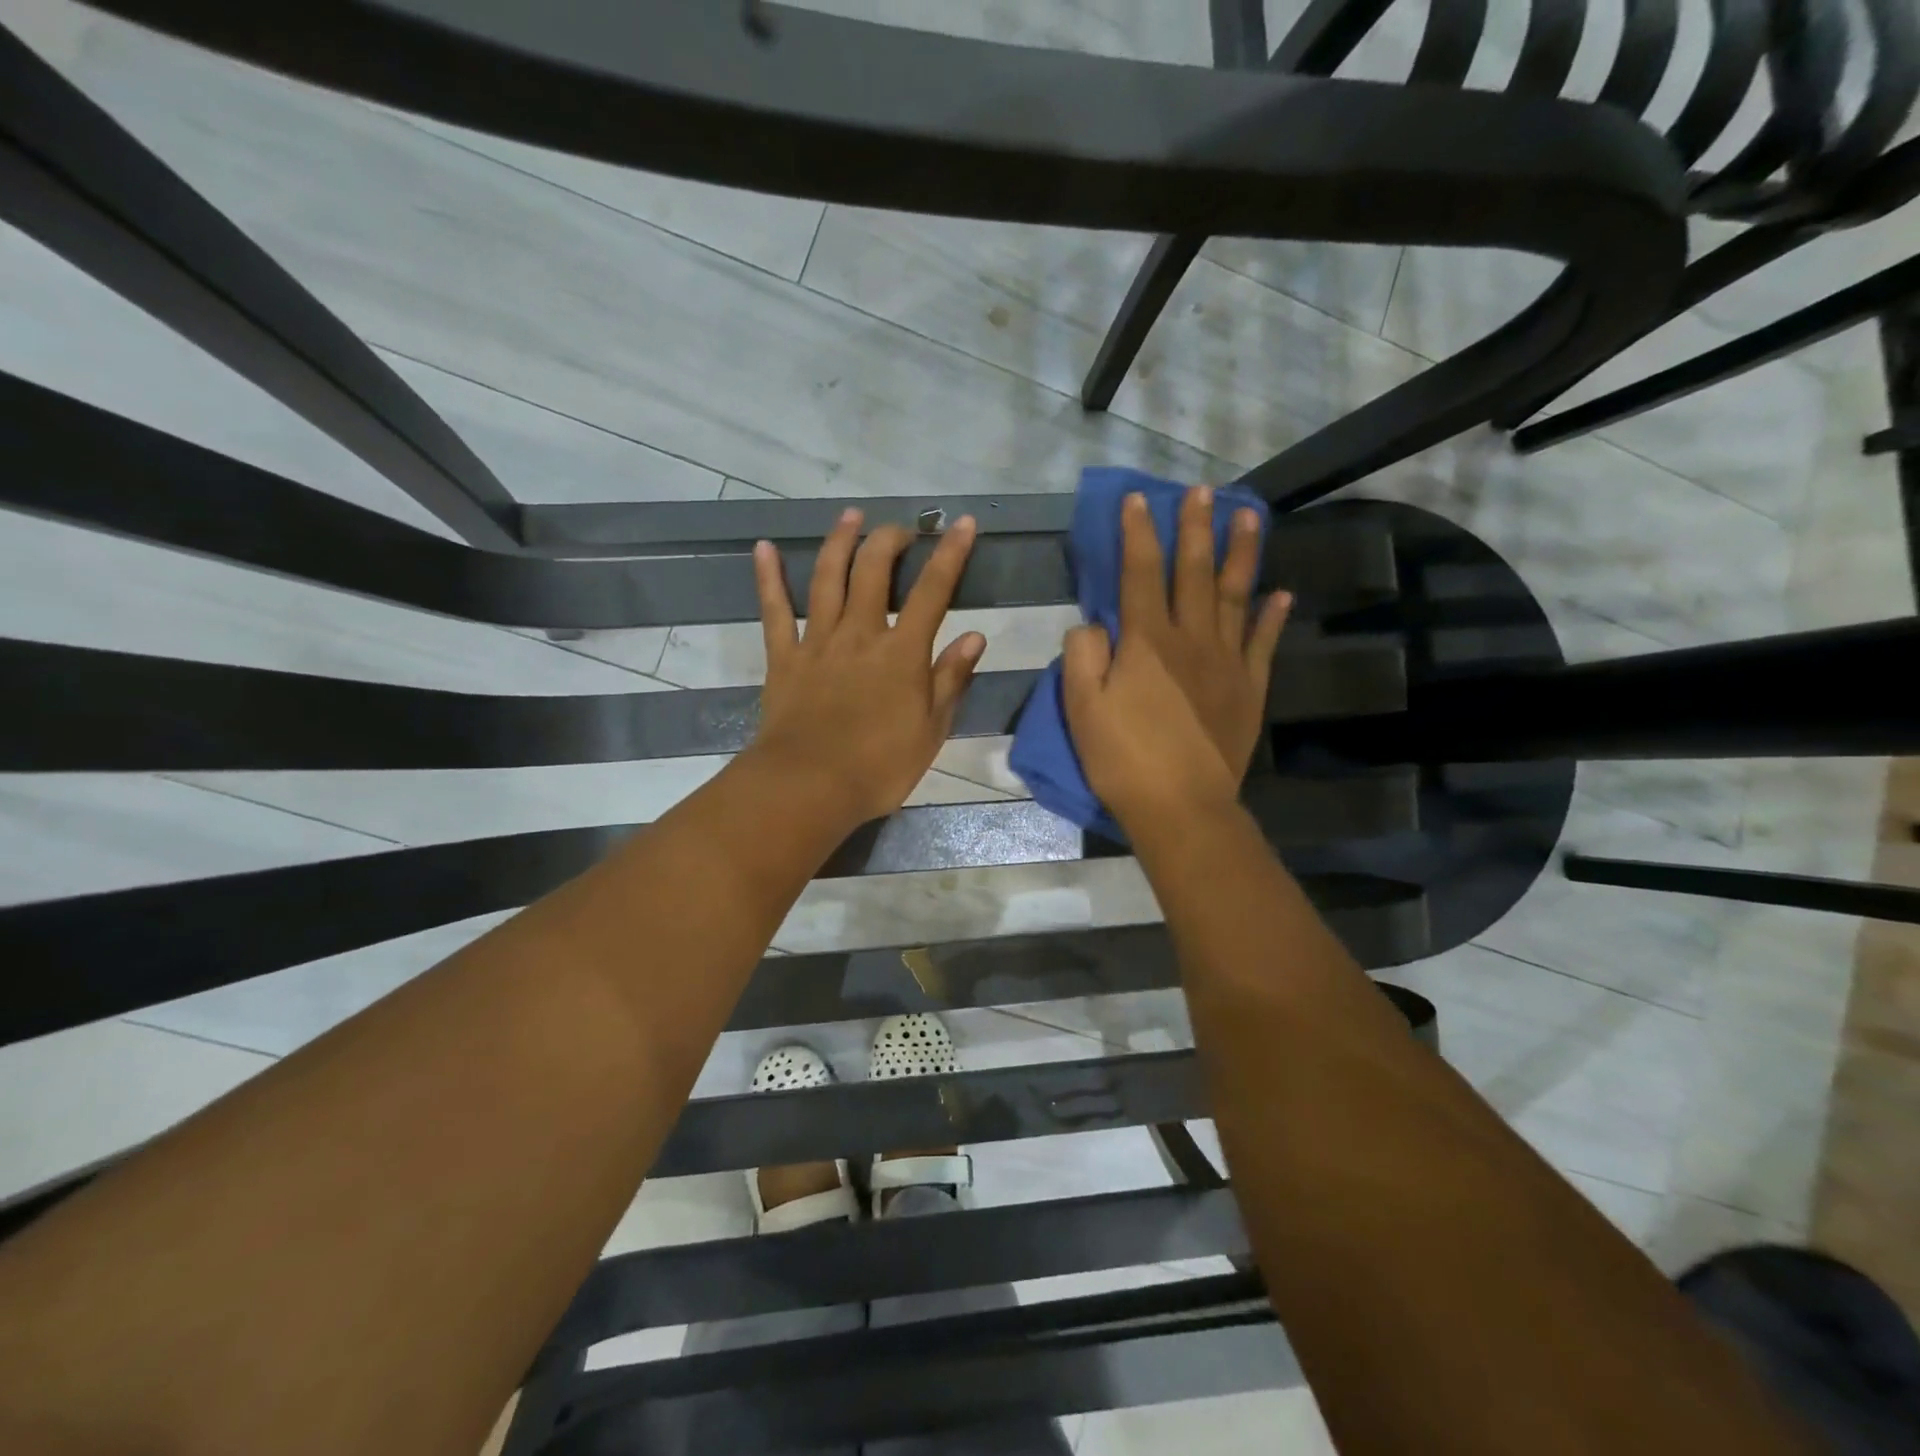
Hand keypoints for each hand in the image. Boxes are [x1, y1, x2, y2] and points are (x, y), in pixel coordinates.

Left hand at [747, 508, 985, 826]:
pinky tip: (764, 548)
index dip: (949, 554)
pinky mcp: (783, 657)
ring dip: (840, 542)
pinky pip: (774, 610)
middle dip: (890, 540)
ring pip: (827, 578)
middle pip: (873, 571)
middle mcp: (859, 634)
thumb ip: (950, 680)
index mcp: (902, 652)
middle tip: (903, 529)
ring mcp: (817, 642)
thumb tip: (974, 636)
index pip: (933, 591)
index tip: (960, 523)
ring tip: (850, 516)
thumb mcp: (931, 730)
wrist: (809, 787)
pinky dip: (768, 577)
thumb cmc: (878, 766)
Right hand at [1062, 487, 1290, 831]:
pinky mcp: (1249, 688)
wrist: (1181, 807)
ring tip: (1249, 516)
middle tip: (1203, 490)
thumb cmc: (1123, 758)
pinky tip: (1280, 593)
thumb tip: (1092, 622)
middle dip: (1195, 528)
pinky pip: (1263, 643)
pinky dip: (1271, 616)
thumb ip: (1082, 655)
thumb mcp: (1081, 708)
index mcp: (1146, 642)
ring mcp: (1226, 662)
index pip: (1139, 574)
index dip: (1138, 533)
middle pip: (1194, 573)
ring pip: (1235, 596)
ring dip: (1242, 554)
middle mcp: (1191, 639)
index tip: (1138, 498)